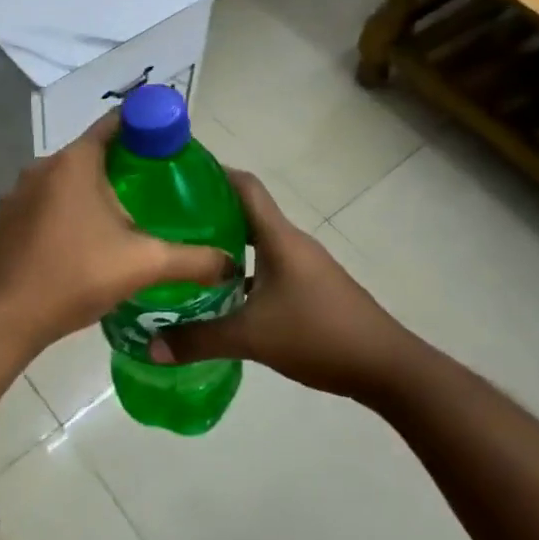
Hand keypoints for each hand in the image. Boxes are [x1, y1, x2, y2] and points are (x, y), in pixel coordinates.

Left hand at [0, 113, 235, 355]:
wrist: (6, 317)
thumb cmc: (76, 276)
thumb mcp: (144, 264)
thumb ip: (193, 260)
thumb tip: (231, 262)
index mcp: (75, 161)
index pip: (116, 123)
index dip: (147, 126)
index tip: (171, 144)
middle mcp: (43, 166)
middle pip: (93, 152)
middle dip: (125, 165)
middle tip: (159, 187)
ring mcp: (19, 192)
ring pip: (68, 179)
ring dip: (95, 190)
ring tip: (128, 216)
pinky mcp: (8, 218)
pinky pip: (48, 202)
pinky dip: (70, 209)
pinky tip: (87, 240)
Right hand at [151, 170, 410, 399]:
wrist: (387, 366)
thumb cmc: (319, 335)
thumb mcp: (252, 338)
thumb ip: (199, 340)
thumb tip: (151, 347)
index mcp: (278, 238)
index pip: (245, 186)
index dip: (213, 173)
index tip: (177, 174)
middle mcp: (291, 243)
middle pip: (246, 212)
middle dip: (208, 212)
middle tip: (168, 221)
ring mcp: (304, 265)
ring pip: (256, 243)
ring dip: (225, 245)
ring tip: (187, 256)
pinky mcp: (310, 288)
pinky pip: (267, 266)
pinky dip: (242, 271)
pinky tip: (221, 294)